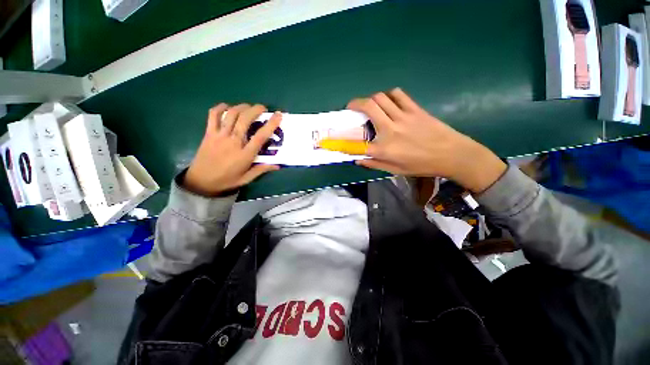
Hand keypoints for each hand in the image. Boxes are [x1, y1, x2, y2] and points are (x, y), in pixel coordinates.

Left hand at [184, 103, 281, 195]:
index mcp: (245, 155)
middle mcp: (233, 142)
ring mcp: (219, 136)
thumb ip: (262, 169)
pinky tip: (227, 106)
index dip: (271, 124)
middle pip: (245, 120)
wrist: (201, 181)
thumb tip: (278, 165)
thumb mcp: (247, 178)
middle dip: (256, 110)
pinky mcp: (209, 133)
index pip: (261, 136)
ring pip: (231, 114)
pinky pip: (213, 115)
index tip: (278, 115)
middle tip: (263, 108)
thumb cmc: (227, 180)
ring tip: (249, 106)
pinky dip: (220, 107)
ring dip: (242, 107)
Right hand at [347, 88, 506, 192]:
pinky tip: (390, 103)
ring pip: (381, 97)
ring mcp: (403, 116)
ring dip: (372, 99)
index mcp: (384, 148)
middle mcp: (390, 129)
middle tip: (352, 107)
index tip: (331, 139)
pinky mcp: (415, 109)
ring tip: (371, 106)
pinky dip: (389, 96)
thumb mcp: (395, 170)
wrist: (452, 154)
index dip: (340, 141)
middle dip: (355, 103)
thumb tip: (358, 159)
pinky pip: (398, 95)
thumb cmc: (421, 165)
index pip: (356, 144)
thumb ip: (374, 164)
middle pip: (368, 107)